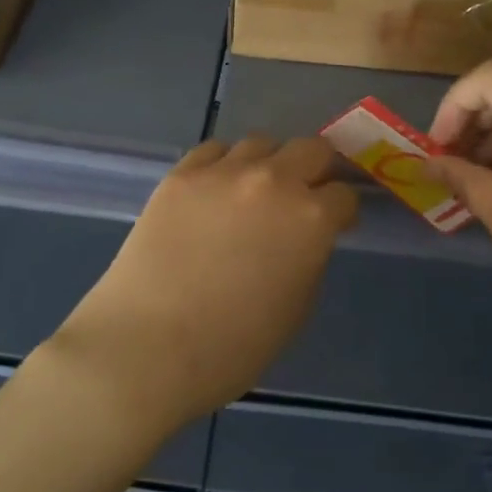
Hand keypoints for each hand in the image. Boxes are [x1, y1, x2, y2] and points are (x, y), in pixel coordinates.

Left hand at [54, 136, 358, 430]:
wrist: (147, 347)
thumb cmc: (232, 347)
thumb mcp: (296, 309)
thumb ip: (309, 258)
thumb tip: (304, 239)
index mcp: (311, 219)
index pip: (344, 195)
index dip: (342, 213)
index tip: (335, 226)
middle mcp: (273, 181)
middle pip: (312, 148)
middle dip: (316, 170)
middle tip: (304, 196)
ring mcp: (223, 172)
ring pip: (261, 143)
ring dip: (269, 164)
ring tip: (254, 193)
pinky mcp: (181, 175)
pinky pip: (214, 151)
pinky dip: (224, 165)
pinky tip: (215, 192)